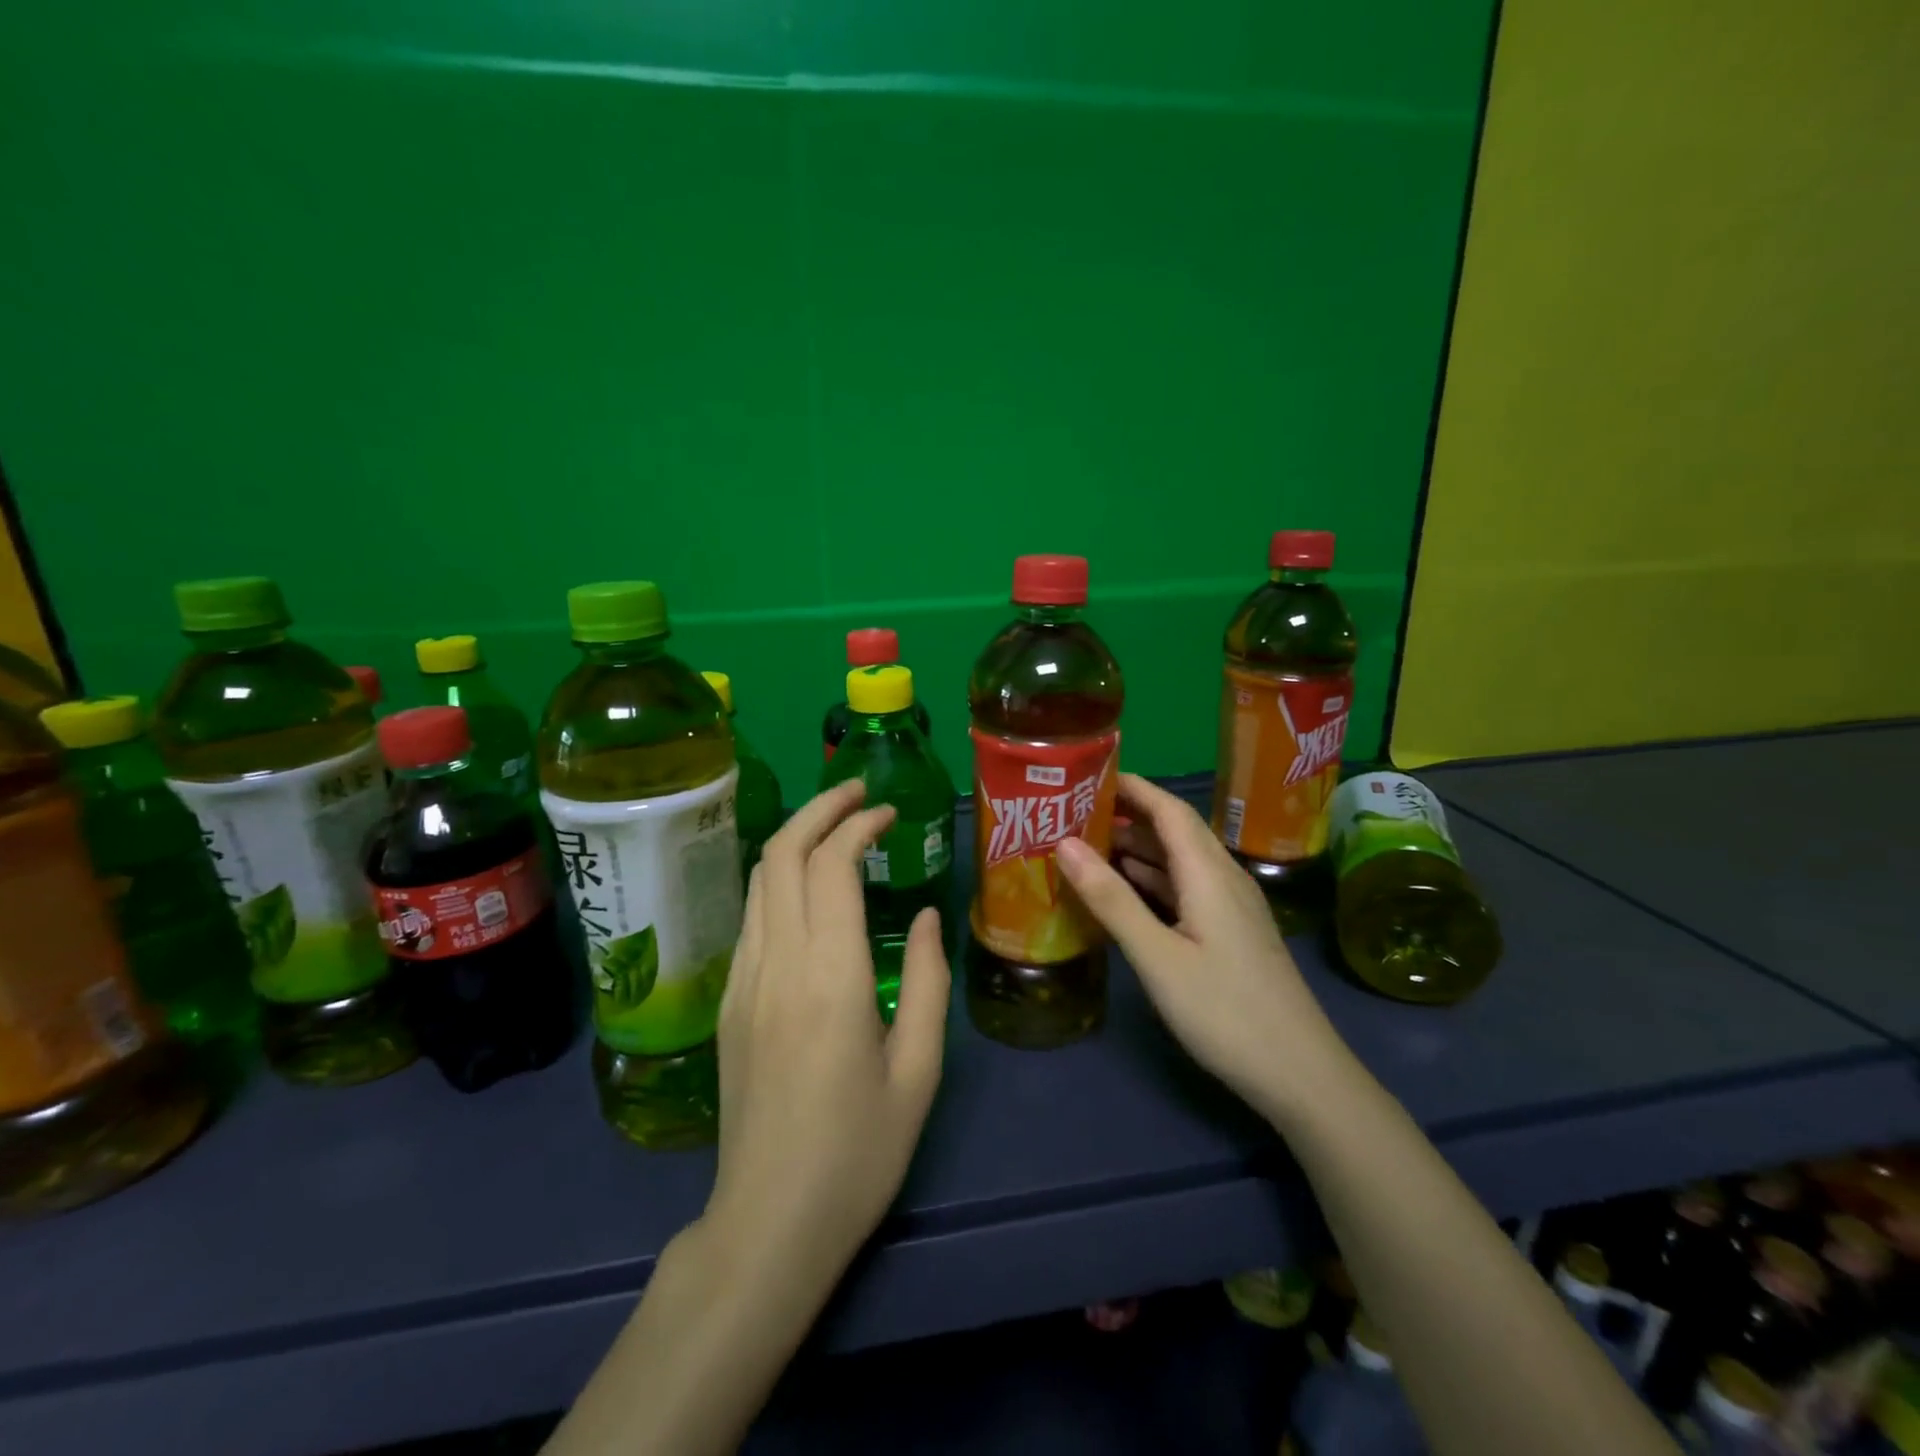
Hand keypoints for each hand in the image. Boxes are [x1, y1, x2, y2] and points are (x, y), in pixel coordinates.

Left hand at [703, 779, 950, 1286]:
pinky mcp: (730, 1001)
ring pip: (758, 879)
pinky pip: (752, 916)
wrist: (769, 1223)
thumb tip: (929, 915)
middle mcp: (778, 964)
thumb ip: (928, 981)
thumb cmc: (859, 1153)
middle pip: (781, 854)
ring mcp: (744, 981)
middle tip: (858, 793)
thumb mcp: (919, 1071)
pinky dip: (779, 878)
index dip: (859, 824)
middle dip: (819, 809)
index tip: (889, 813)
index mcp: (831, 978)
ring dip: (795, 838)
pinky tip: (809, 888)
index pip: (832, 866)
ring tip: (836, 826)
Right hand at [1056, 774, 1341, 1121]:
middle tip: (1074, 812)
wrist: (1300, 1074)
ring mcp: (1231, 907)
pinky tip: (1126, 891)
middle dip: (1127, 814)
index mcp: (1208, 872)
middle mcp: (1223, 878)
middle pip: (1174, 830)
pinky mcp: (1231, 933)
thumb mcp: (1158, 956)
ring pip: (1179, 861)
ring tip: (1087, 845)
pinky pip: (1186, 888)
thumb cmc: (1225, 1011)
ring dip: (1137, 848)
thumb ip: (1112, 899)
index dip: (1131, 786)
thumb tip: (1065, 844)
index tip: (1087, 775)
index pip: (1169, 808)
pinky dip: (1152, 880)